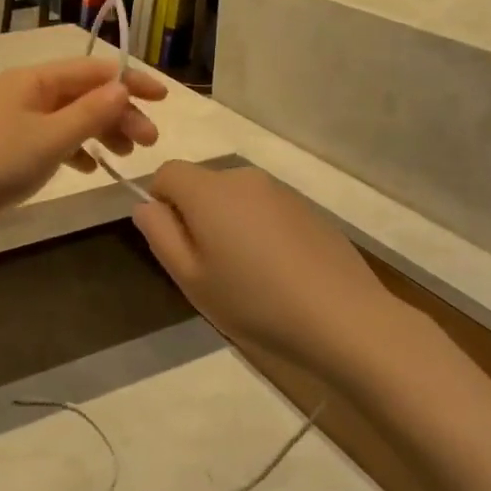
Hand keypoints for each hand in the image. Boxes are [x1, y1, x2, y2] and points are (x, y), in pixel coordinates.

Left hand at [0, 57, 165, 226]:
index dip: (130, 82)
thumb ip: (90, 114)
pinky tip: (89, 167)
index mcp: (33, 79)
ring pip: (69, 117)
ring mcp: (14, 118)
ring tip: (125, 156)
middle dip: (119, 113)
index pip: (93, 70)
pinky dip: (75, 149)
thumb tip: (122, 88)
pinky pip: (51, 137)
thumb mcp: (50, 140)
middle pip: (83, 93)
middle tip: (149, 142)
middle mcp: (24, 91)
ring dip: (100, 131)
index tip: (163, 99)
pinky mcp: (7, 144)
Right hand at [131, 161, 395, 380]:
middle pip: (202, 184)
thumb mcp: (191, 278)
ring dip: (229, 224)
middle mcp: (243, 178)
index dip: (160, 203)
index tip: (176, 244)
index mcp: (209, 191)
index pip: (167, 172)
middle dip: (196, 216)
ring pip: (235, 198)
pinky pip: (266, 210)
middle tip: (209, 268)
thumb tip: (146, 206)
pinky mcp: (308, 209)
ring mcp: (280, 192)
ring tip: (247, 275)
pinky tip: (279, 272)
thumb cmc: (254, 301)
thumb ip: (160, 235)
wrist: (344, 317)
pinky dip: (260, 231)